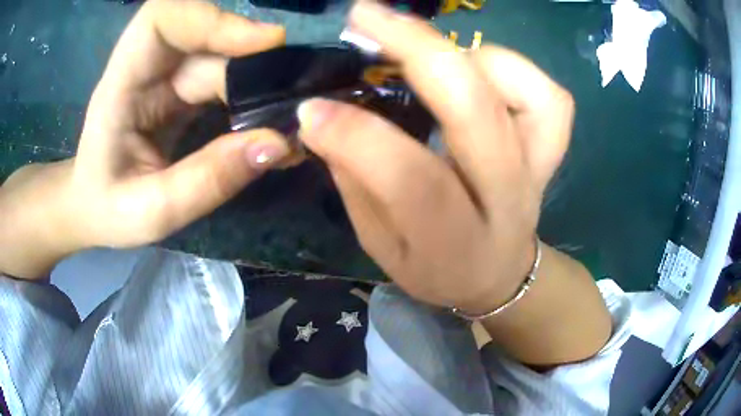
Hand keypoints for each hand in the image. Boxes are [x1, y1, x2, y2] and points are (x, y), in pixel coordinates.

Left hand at [0, 0, 288, 277]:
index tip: (265, 43)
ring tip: (290, 120)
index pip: (162, 19)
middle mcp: (145, 69)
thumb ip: (206, 182)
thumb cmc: (108, 210)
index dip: (213, 18)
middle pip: (204, 35)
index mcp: (120, 86)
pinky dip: (253, 97)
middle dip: (251, 57)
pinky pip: (225, 79)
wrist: (93, 208)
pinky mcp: (182, 91)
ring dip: (259, 83)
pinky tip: (272, 125)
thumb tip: (276, 144)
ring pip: (221, 57)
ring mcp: (166, 78)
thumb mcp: (151, 212)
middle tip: (293, 93)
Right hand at [299, 3, 574, 313]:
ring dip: (466, 53)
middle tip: (364, 17)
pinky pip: (549, 96)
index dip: (357, 136)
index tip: (311, 108)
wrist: (500, 274)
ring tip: (420, 46)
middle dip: (417, 49)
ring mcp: (537, 168)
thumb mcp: (383, 249)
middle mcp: (506, 199)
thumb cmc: (436, 267)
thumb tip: (324, 119)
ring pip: (525, 91)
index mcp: (455, 242)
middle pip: (476, 113)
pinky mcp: (552, 149)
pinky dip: (511, 67)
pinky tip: (476, 66)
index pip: (412, 181)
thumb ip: (357, 186)